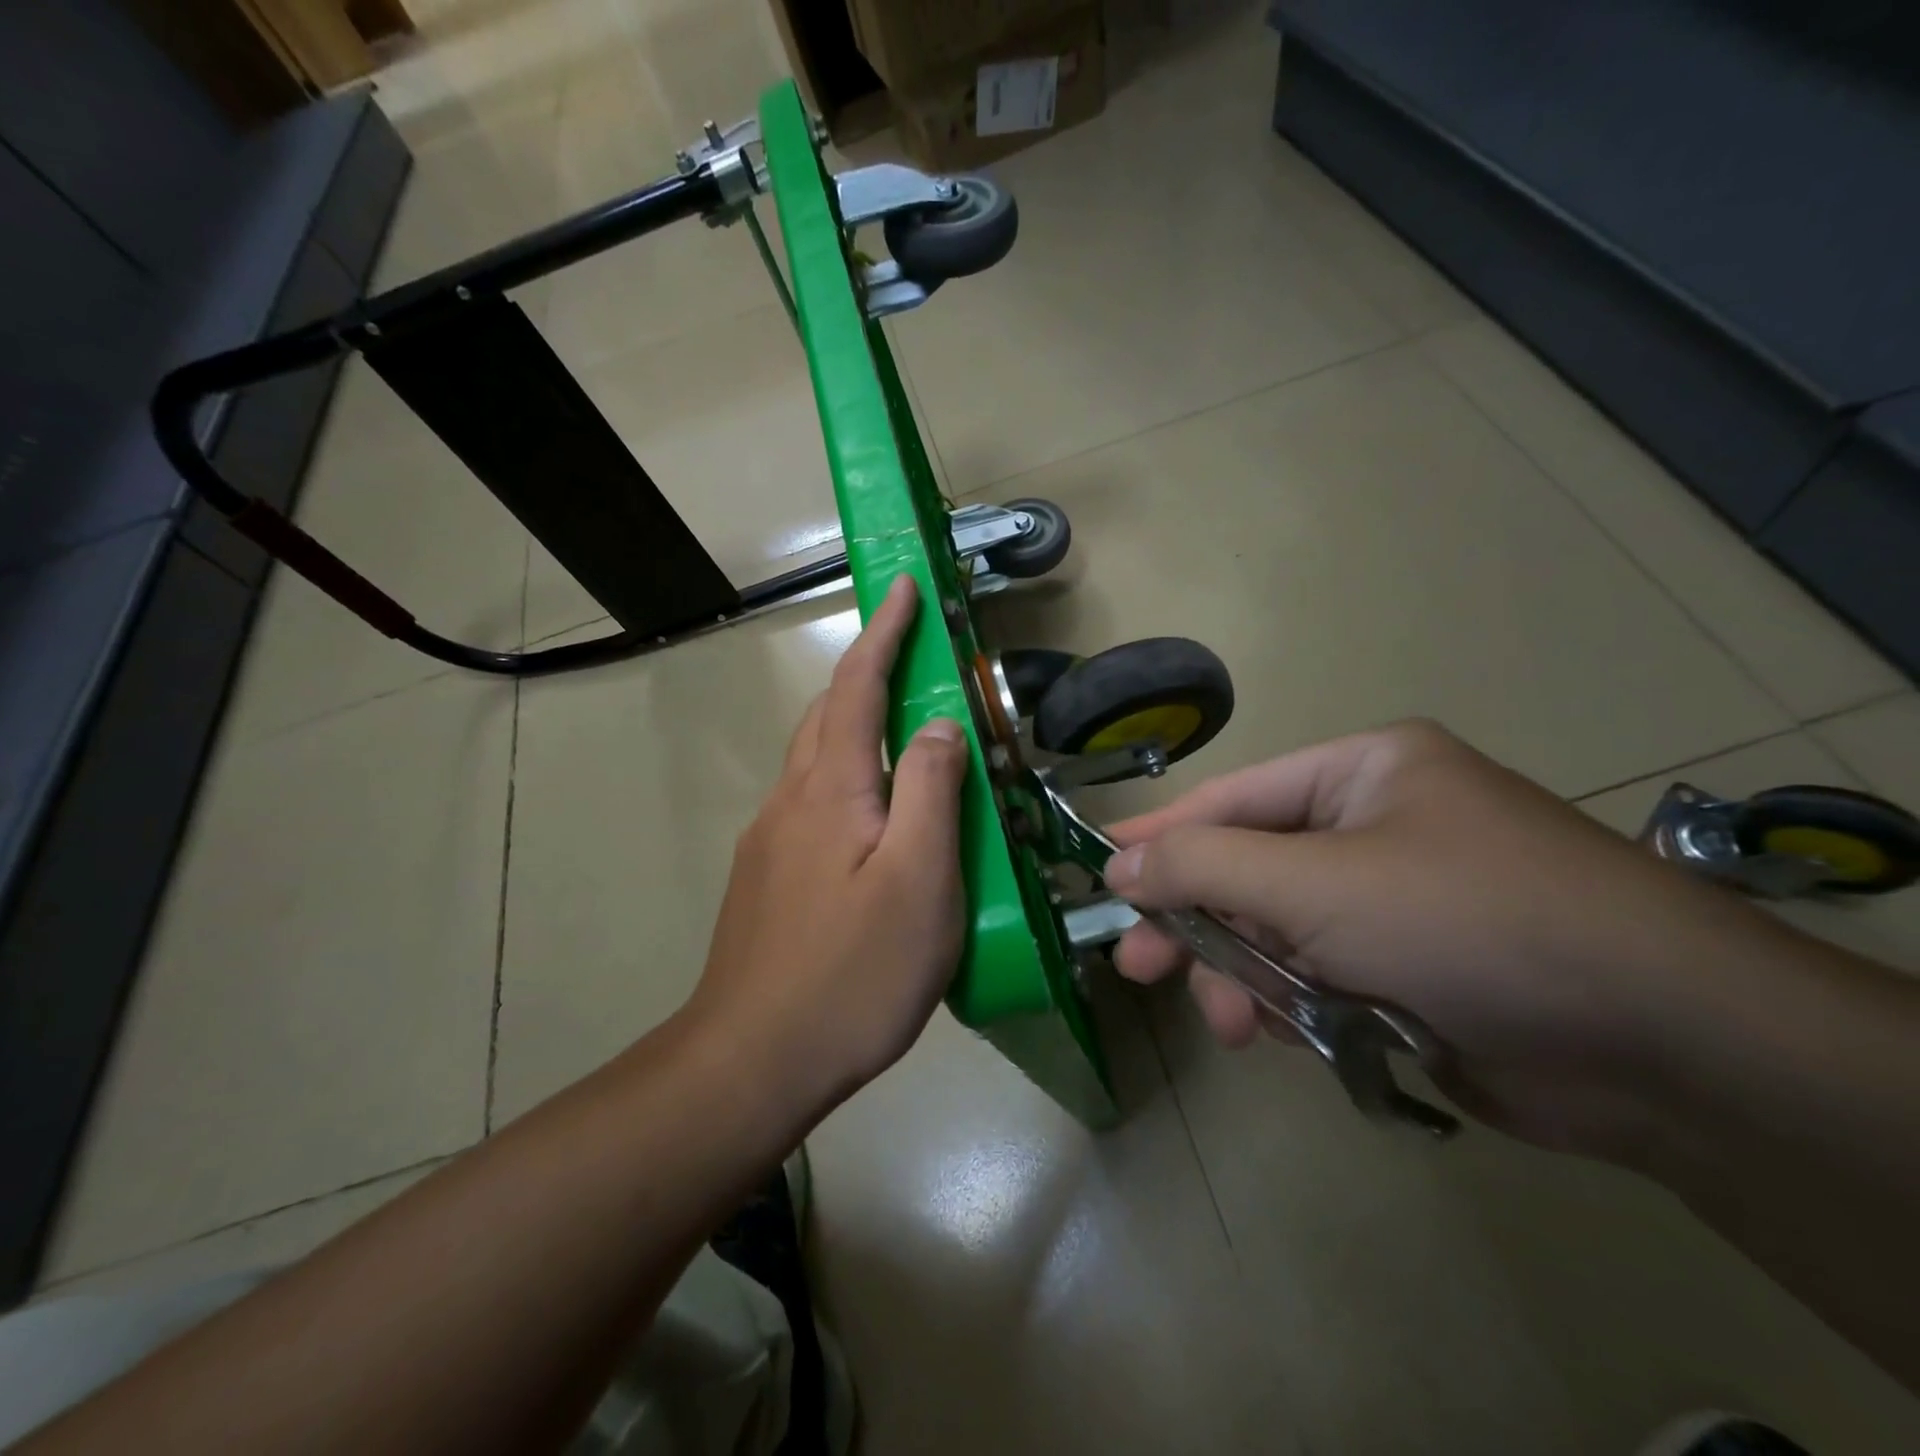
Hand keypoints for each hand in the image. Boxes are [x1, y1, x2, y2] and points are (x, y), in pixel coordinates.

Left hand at [688, 574, 969, 1114]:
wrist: (752, 1059)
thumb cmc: (853, 971)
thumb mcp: (919, 879)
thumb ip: (929, 790)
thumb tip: (938, 724)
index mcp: (831, 789)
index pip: (858, 686)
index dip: (883, 632)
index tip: (902, 585)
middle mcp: (791, 800)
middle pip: (827, 713)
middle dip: (865, 668)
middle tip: (910, 651)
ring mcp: (770, 840)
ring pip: (815, 758)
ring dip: (852, 721)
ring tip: (899, 725)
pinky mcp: (766, 877)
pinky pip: (810, 799)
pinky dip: (845, 774)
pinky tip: (868, 813)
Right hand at [1103, 720, 1805, 1160]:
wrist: (1662, 1049)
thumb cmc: (1466, 920)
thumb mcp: (1315, 883)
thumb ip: (1203, 867)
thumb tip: (1118, 862)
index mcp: (1362, 772)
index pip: (1232, 798)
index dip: (1160, 833)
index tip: (1099, 868)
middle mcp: (1375, 826)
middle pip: (1249, 869)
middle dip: (1197, 922)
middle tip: (1138, 966)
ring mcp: (1394, 901)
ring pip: (1278, 932)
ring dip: (1245, 976)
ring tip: (1233, 1024)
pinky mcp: (1409, 970)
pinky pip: (1318, 976)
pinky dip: (1293, 1005)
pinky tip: (1287, 1035)